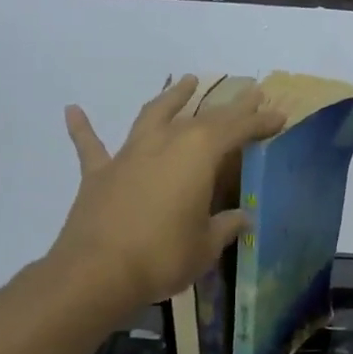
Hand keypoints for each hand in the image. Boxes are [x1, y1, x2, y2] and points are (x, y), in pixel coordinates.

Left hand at [50, 76, 283, 314]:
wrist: (97, 272)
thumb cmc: (163, 256)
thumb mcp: (206, 245)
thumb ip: (224, 226)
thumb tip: (242, 217)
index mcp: (198, 155)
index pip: (237, 130)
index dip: (260, 122)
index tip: (279, 115)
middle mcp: (165, 143)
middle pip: (203, 118)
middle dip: (230, 107)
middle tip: (251, 95)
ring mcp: (129, 155)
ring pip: (153, 115)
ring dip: (171, 97)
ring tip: (186, 80)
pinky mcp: (99, 174)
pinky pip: (91, 145)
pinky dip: (83, 128)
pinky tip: (72, 110)